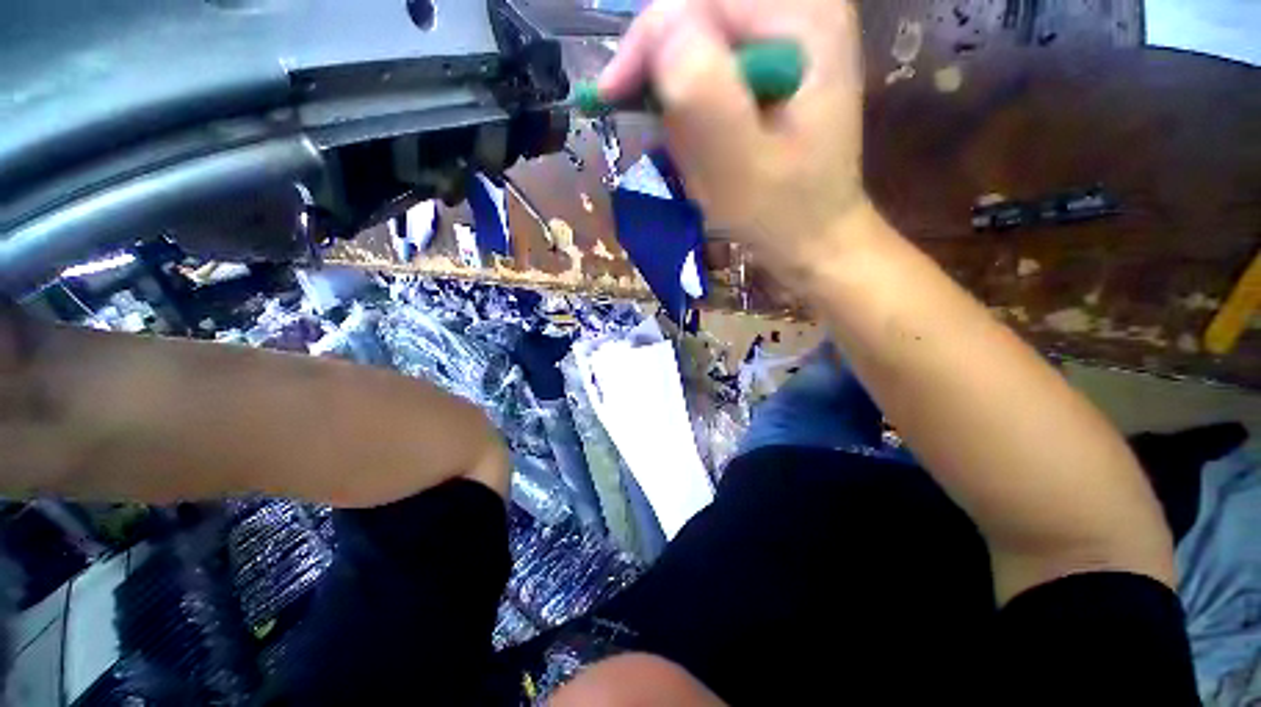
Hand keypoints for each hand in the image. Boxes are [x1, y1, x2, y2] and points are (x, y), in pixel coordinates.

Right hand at [599, 0, 870, 274]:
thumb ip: (703, 92)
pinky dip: (690, 102)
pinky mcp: (769, 62)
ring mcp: (785, 34)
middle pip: (696, 13)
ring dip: (676, 92)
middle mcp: (799, 9)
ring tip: (685, 143)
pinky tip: (700, 137)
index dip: (648, 40)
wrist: (812, 234)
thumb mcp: (739, 165)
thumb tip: (658, 28)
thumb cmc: (780, 212)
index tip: (613, 96)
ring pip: (696, 39)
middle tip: (650, 126)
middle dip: (663, 70)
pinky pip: (707, 64)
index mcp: (804, 16)